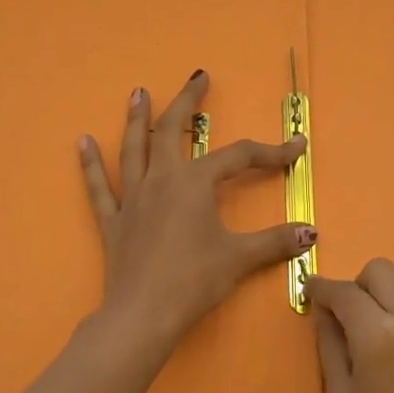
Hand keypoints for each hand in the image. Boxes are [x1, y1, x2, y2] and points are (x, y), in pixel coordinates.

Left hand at [78, 70, 314, 366]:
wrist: (143, 315)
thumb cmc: (194, 281)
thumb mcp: (240, 258)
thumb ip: (275, 241)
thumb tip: (311, 232)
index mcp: (194, 183)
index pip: (239, 157)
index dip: (271, 152)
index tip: (296, 147)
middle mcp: (161, 180)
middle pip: (172, 131)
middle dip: (187, 102)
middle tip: (198, 77)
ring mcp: (132, 198)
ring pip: (133, 148)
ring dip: (137, 118)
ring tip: (139, 92)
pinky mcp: (113, 221)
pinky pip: (98, 187)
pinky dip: (90, 163)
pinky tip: (82, 141)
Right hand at [309, 260, 393, 392]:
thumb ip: (331, 346)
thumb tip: (324, 312)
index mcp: (382, 338)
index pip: (346, 292)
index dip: (322, 289)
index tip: (308, 294)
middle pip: (382, 272)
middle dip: (356, 287)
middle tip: (341, 320)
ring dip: (380, 301)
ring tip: (366, 344)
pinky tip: (392, 359)